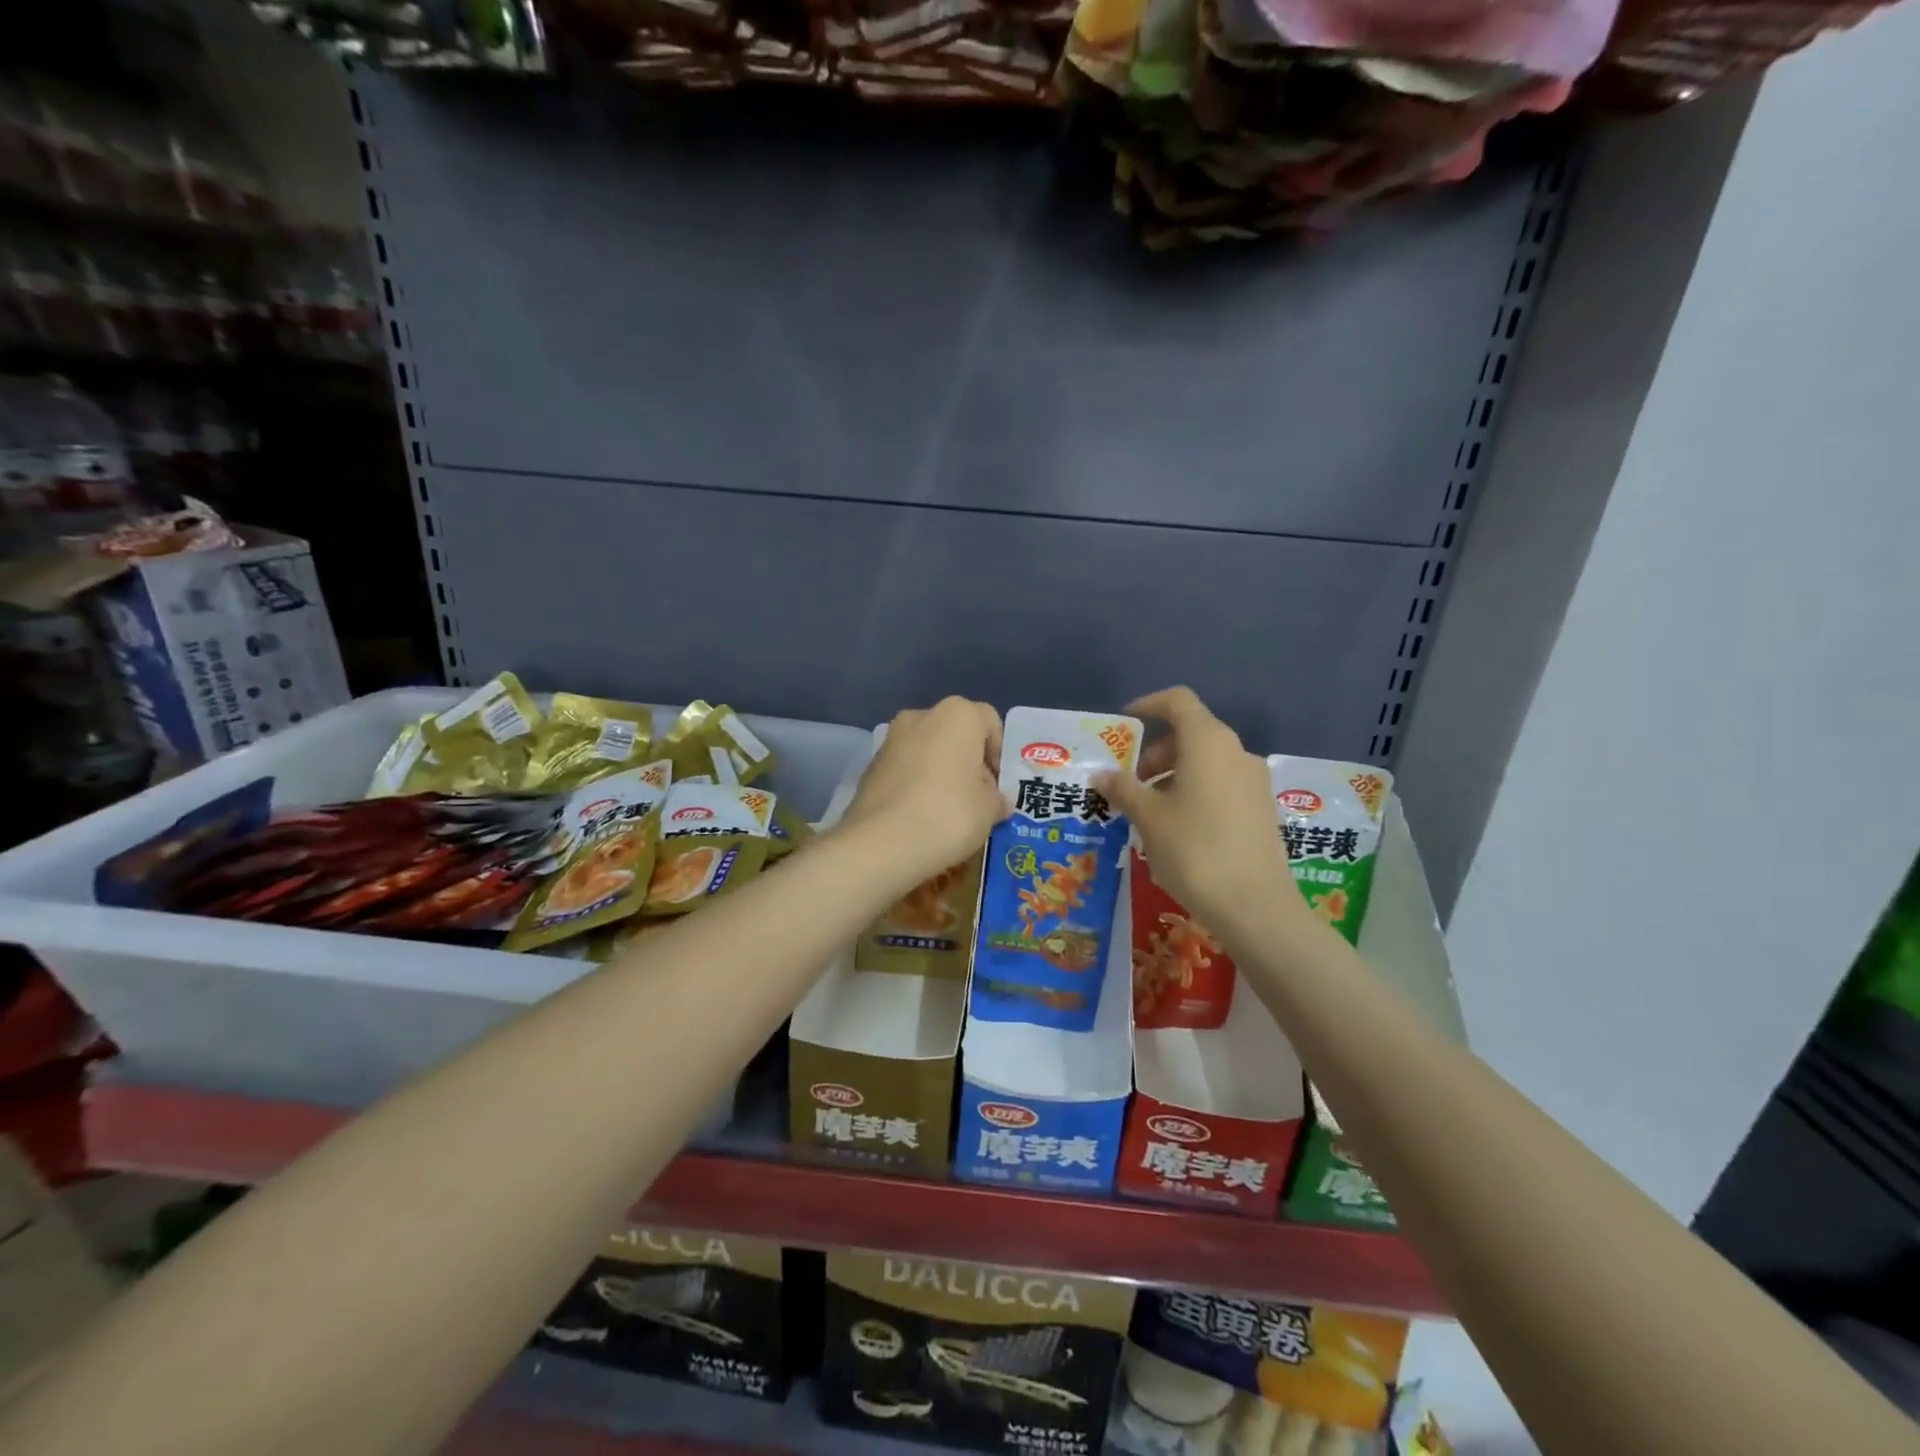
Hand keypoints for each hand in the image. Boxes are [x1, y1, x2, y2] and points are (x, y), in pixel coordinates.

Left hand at [837, 697, 1009, 888]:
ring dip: (941, 772)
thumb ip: (997, 798)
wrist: (881, 844)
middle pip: (956, 734)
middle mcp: (922, 716)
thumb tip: (995, 799)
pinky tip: (920, 815)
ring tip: (947, 810)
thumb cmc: (949, 815)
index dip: (999, 754)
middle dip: (968, 762)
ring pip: (928, 750)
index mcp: (958, 715)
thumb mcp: (989, 810)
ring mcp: (891, 739)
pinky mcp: (871, 765)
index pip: (990, 722)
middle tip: (976, 798)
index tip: (999, 786)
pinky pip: (905, 768)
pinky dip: (916, 784)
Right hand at [1094, 687, 1294, 935]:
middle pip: (1191, 732)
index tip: (1123, 726)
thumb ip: (1123, 789)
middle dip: (1155, 751)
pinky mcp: (1261, 807)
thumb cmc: (1194, 850)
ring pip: (1206, 760)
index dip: (1148, 705)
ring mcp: (1253, 780)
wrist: (1255, 906)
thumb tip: (1102, 775)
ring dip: (1173, 774)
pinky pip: (1221, 783)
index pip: (1178, 701)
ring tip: (1148, 809)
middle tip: (1129, 782)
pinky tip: (1177, 827)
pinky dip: (1194, 790)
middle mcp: (1236, 751)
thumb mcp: (1148, 818)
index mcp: (1208, 742)